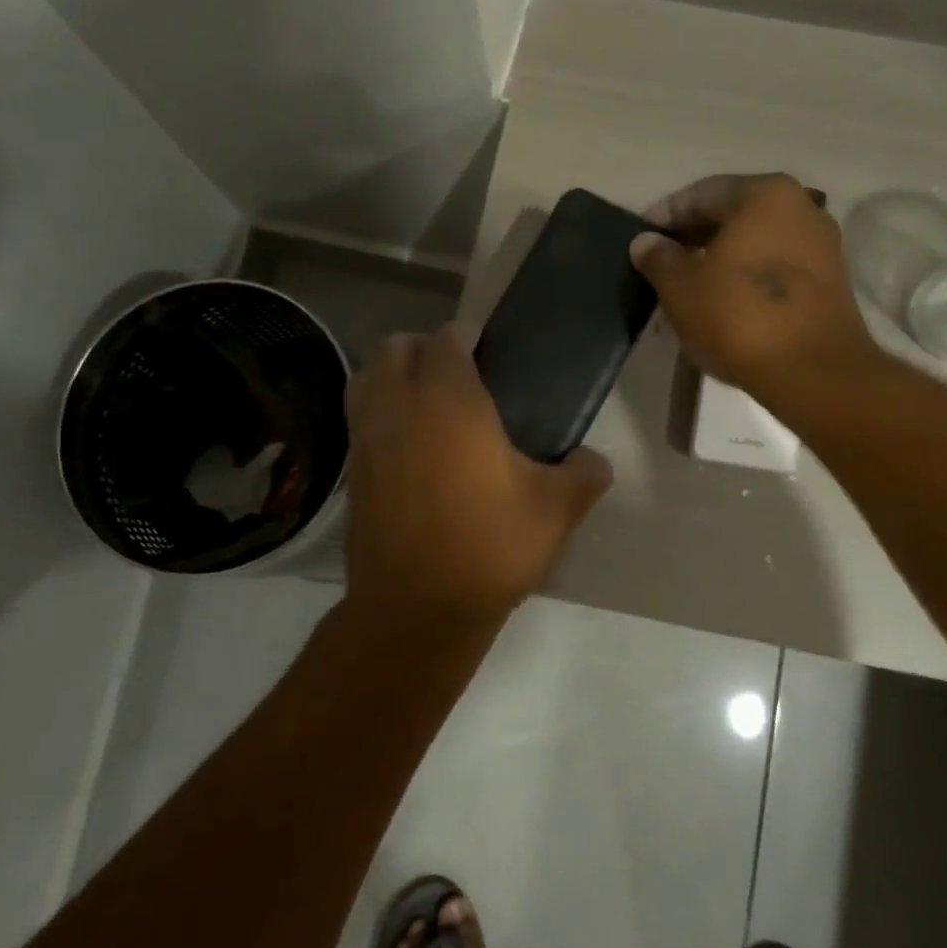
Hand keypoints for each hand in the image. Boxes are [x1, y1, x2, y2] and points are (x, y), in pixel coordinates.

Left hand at [343, 325, 612, 622]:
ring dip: (392, 376)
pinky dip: (378, 412)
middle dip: (424, 348)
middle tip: (459, 377)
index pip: (448, 338)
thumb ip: (584, 474)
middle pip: (396, 347)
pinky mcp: (352, 470)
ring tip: (427, 404)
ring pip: (366, 377)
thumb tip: (595, 461)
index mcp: (449, 400)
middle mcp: (398, 406)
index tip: (491, 355)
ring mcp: (366, 437)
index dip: (469, 338)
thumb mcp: (557, 511)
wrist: (418, 609)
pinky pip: (359, 418)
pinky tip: (409, 445)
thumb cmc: (490, 547)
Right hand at [630, 174, 880, 406]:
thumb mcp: (681, 288)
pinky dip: (745, 278)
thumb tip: (645, 242)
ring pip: (753, 243)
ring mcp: (820, 244)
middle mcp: (800, 206)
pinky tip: (722, 303)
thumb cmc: (739, 317)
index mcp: (764, 194)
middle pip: (731, 215)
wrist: (813, 372)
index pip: (700, 194)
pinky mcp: (828, 280)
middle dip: (692, 239)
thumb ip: (658, 258)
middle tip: (660, 265)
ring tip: (687, 288)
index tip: (640, 240)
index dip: (664, 216)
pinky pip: (774, 268)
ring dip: (718, 260)